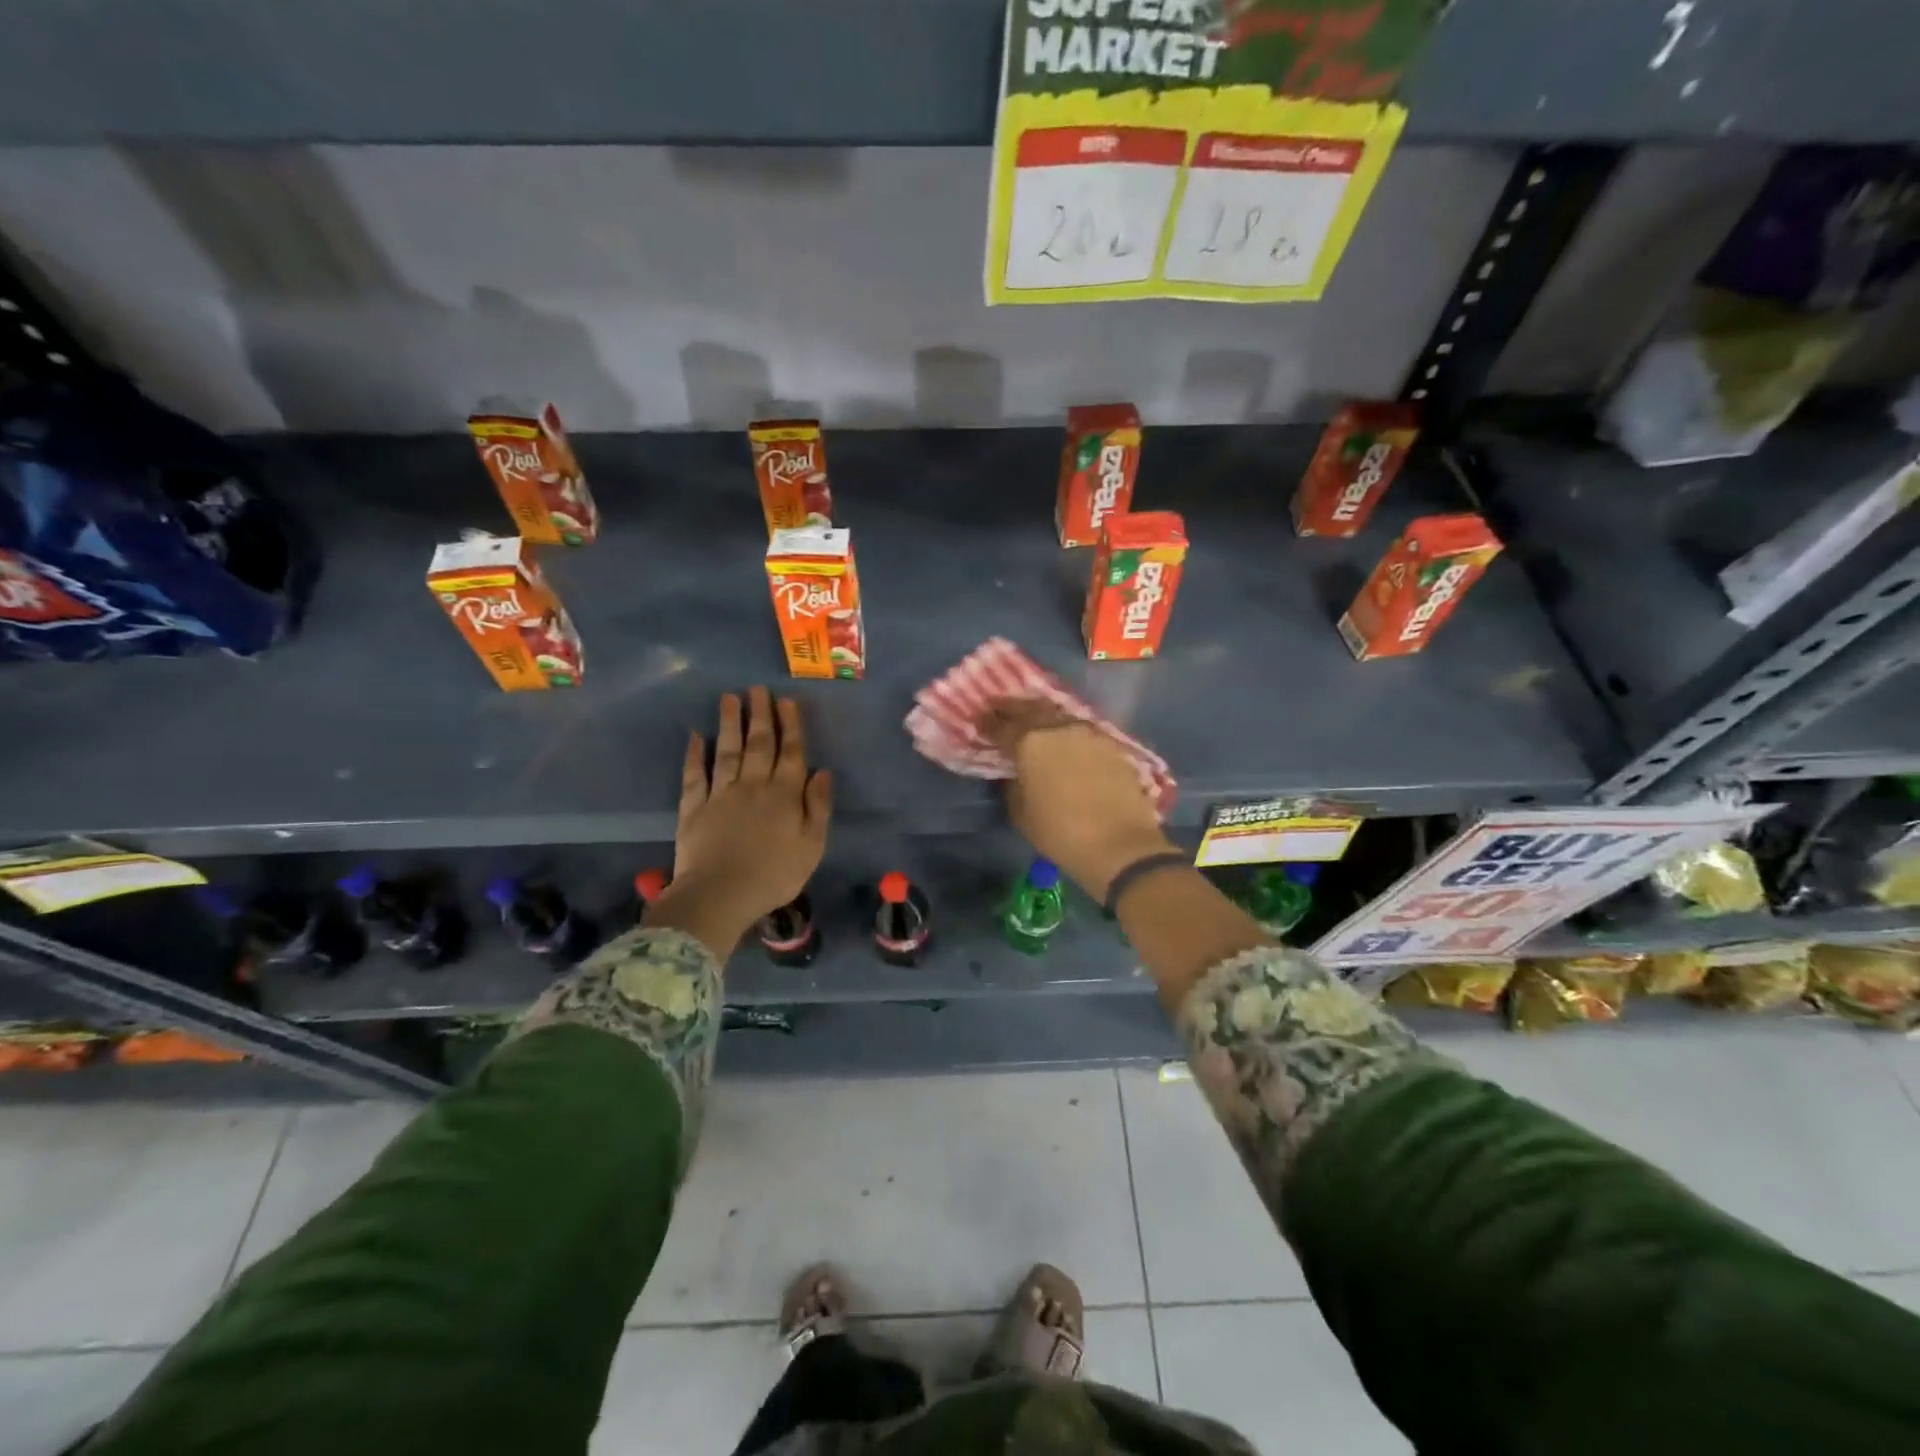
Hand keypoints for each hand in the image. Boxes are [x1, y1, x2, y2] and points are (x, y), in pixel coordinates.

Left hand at [645, 687, 832, 957]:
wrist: (721, 895)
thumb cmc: (775, 875)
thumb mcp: (812, 845)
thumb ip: (818, 807)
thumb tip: (822, 771)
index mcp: (784, 795)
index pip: (790, 753)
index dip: (790, 725)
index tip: (787, 701)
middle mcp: (753, 785)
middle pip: (758, 744)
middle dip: (760, 715)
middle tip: (757, 688)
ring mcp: (720, 794)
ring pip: (726, 751)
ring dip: (729, 723)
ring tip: (729, 698)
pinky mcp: (693, 807)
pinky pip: (694, 775)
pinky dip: (694, 754)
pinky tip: (695, 735)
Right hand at [985, 701, 1174, 901]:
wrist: (1120, 846)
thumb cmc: (1061, 834)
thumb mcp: (1022, 814)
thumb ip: (1013, 786)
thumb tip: (1015, 773)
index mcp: (1030, 743)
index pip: (1001, 726)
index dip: (987, 723)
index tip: (979, 720)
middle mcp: (1059, 728)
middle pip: (1031, 709)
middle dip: (1013, 708)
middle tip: (1001, 709)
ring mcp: (1090, 733)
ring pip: (1060, 716)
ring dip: (1044, 716)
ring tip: (1033, 722)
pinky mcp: (1113, 745)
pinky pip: (1083, 732)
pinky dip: (1069, 733)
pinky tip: (1066, 742)